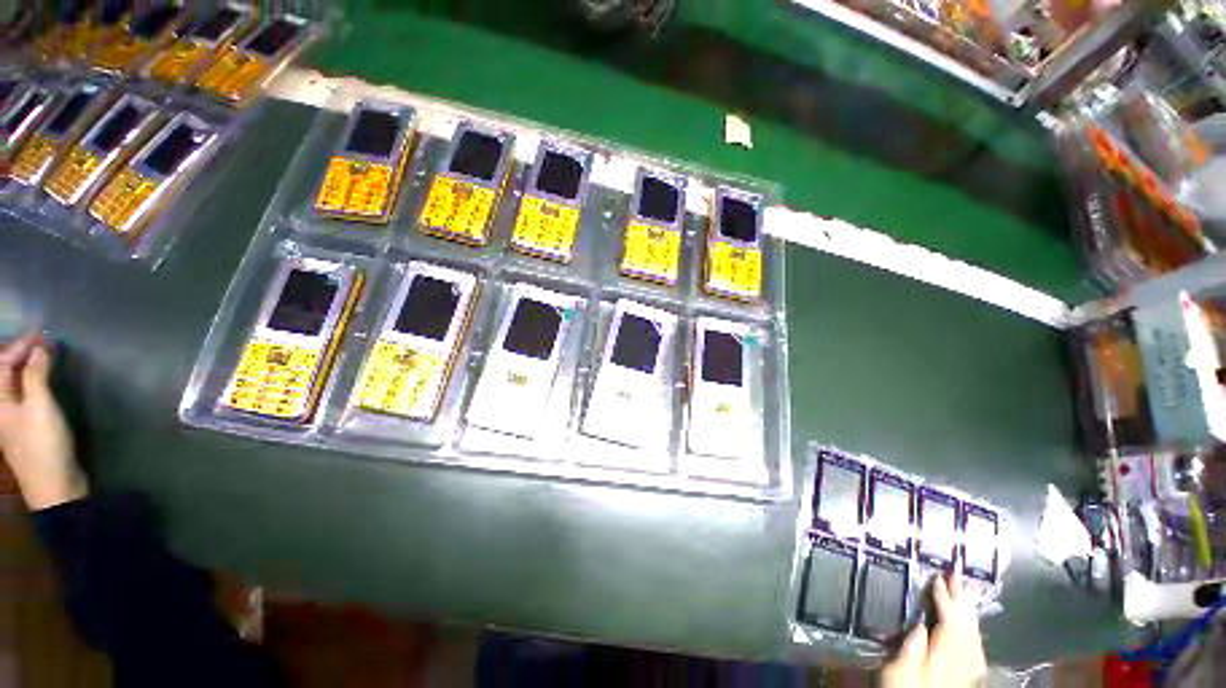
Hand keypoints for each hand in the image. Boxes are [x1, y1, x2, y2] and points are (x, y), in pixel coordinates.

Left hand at [0, 332, 86, 509]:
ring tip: (46, 355)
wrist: (55, 486)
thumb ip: (36, 376)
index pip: (3, 364)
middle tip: (45, 341)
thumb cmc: (43, 444)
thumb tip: (39, 349)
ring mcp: (14, 418)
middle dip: (23, 355)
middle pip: (6, 373)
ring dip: (29, 366)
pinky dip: (35, 380)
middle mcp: (1, 407)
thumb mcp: (40, 408)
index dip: (20, 346)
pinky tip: (46, 378)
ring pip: (17, 383)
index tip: (42, 334)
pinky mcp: (28, 424)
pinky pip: (26, 394)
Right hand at [880, 572, 986, 687]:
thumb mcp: (898, 671)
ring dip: (969, 613)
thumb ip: (911, 649)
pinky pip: (975, 649)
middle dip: (962, 600)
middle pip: (966, 627)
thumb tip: (921, 622)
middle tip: (957, 575)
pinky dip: (973, 632)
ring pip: (973, 637)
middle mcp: (959, 662)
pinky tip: (972, 627)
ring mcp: (965, 671)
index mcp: (943, 658)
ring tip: (965, 592)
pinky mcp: (964, 677)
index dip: (944, 599)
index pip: (949, 622)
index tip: (938, 578)